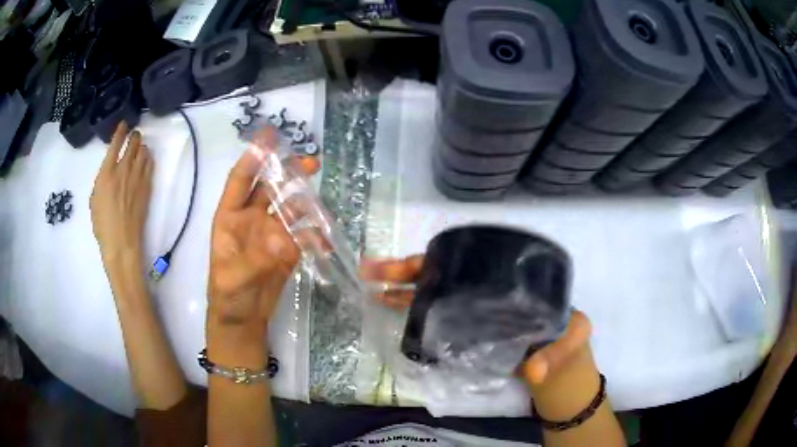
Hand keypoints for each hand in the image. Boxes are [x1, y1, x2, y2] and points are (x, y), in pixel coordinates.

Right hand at [90, 122, 153, 264]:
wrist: (121, 242)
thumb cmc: (102, 225)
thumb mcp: (94, 200)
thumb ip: (102, 181)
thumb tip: (109, 173)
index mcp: (107, 173)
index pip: (115, 144)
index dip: (120, 131)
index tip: (124, 124)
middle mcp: (123, 170)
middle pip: (132, 144)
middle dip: (133, 137)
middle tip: (134, 135)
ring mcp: (137, 178)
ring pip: (143, 153)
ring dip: (141, 146)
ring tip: (140, 146)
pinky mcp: (147, 187)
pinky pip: (150, 166)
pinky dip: (148, 159)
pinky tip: (146, 159)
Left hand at [207, 128, 319, 348]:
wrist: (242, 321)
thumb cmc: (227, 298)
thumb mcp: (233, 280)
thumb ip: (256, 260)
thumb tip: (284, 239)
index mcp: (230, 218)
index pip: (240, 180)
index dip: (253, 157)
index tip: (269, 136)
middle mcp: (251, 219)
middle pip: (270, 187)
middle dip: (288, 172)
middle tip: (312, 162)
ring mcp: (271, 233)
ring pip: (290, 207)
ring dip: (306, 201)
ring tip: (322, 205)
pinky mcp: (288, 250)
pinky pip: (304, 234)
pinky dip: (316, 234)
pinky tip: (326, 239)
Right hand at [361, 255, 597, 395]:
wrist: (562, 371)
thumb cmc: (567, 344)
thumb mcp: (573, 339)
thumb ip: (558, 351)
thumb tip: (532, 370)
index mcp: (508, 283)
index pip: (470, 263)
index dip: (439, 261)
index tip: (414, 262)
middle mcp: (487, 293)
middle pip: (444, 276)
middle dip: (407, 272)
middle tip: (373, 270)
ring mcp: (475, 316)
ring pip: (433, 297)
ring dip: (402, 291)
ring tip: (372, 287)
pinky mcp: (467, 339)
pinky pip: (436, 323)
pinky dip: (413, 316)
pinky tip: (392, 314)